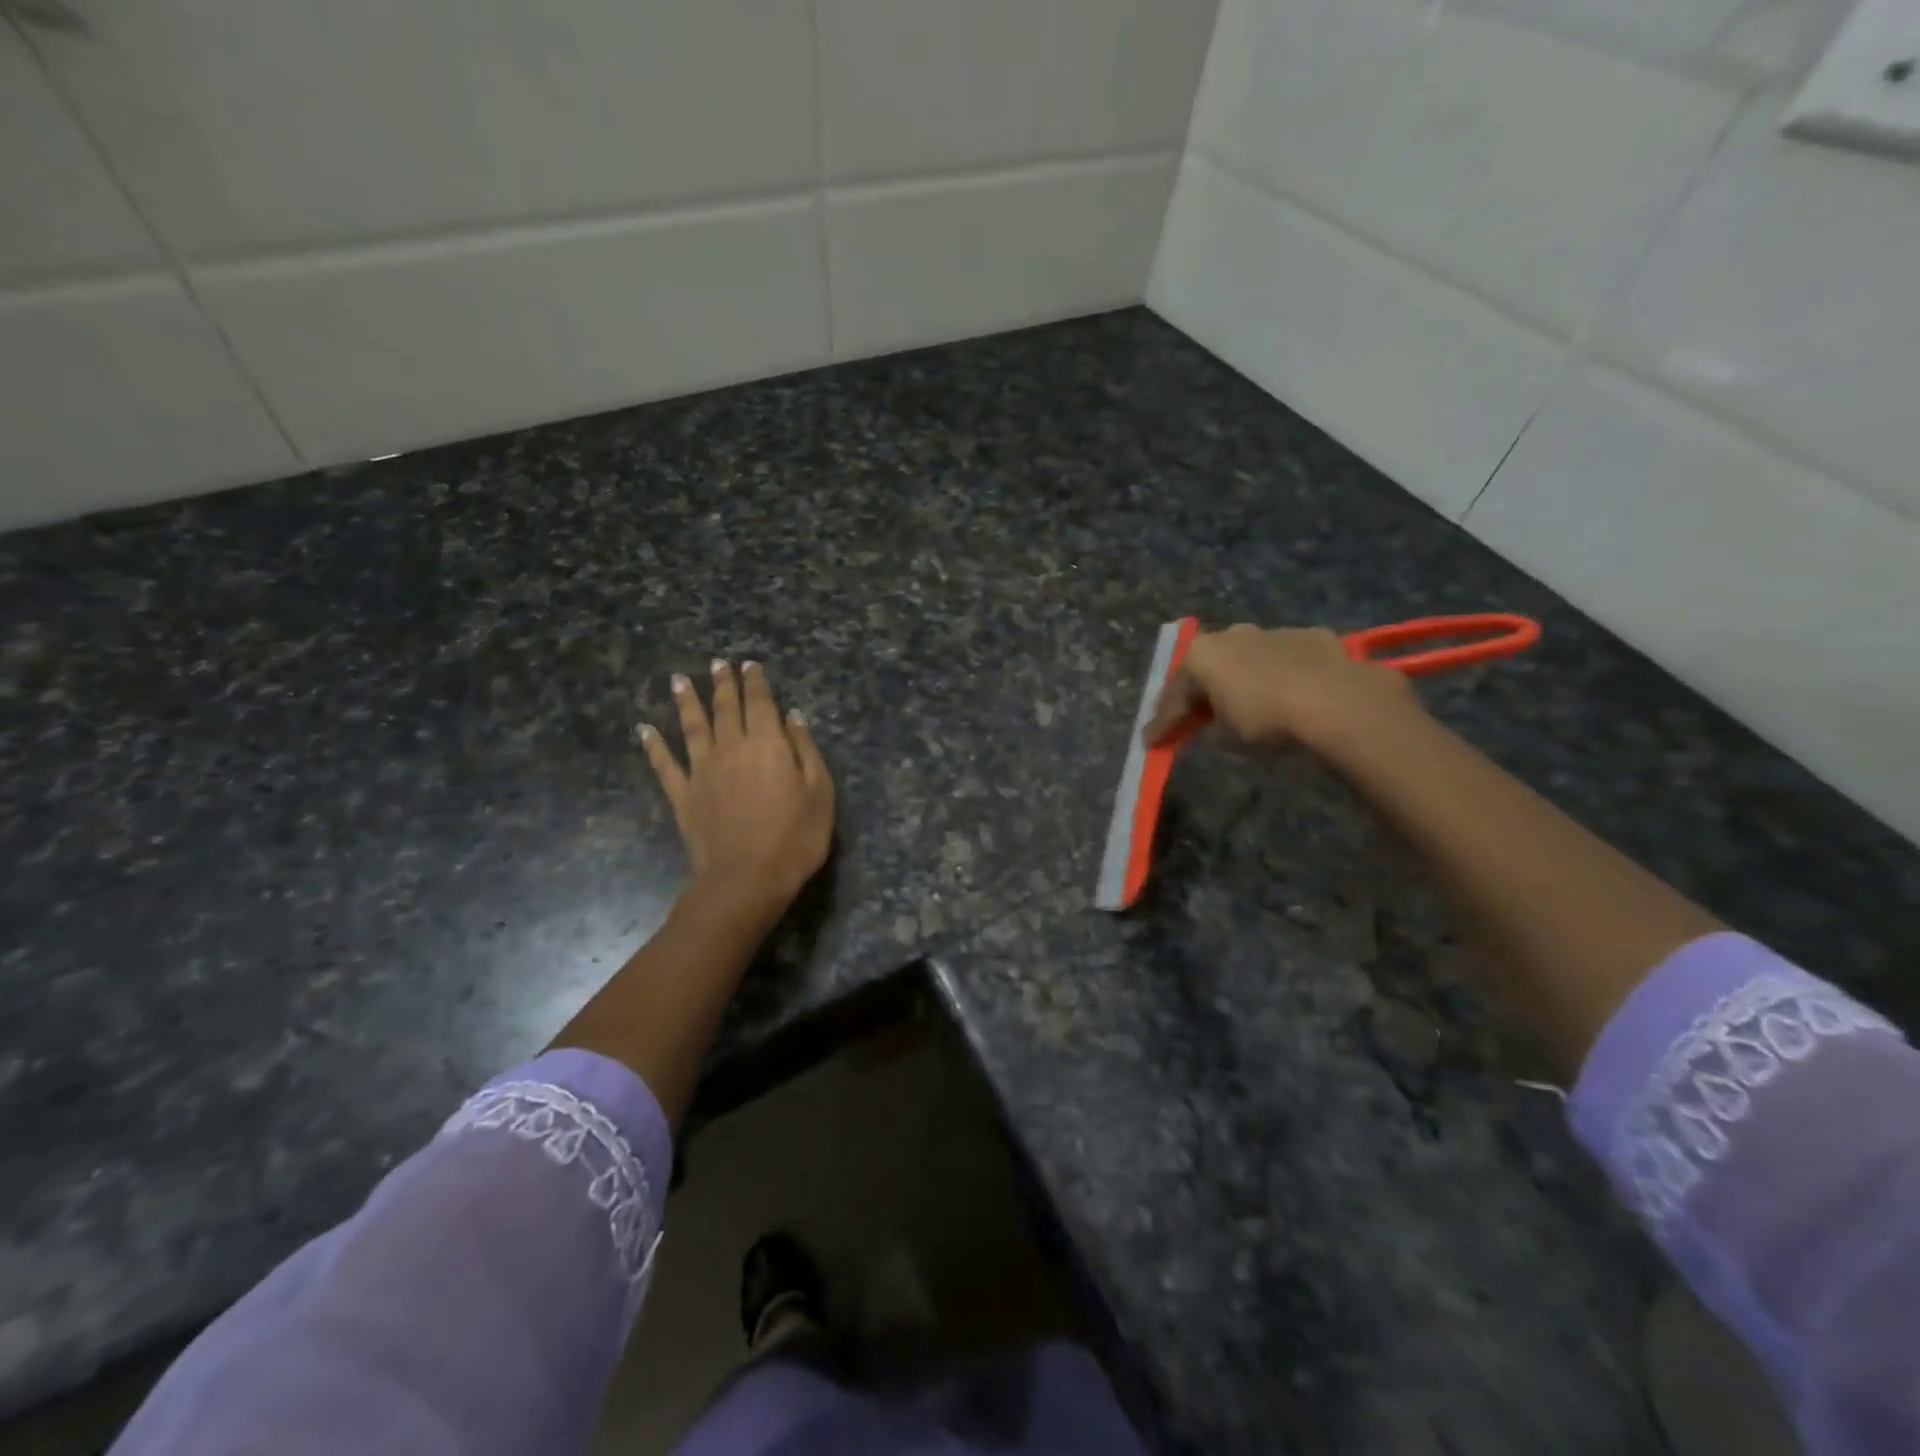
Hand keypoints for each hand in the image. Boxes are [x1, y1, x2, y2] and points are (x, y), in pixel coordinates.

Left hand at [641, 660, 834, 915]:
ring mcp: (702, 771)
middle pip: (725, 708)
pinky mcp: (683, 796)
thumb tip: (793, 717)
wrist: (747, 879)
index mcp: (767, 744)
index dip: (755, 682)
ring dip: (686, 701)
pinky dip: (654, 746)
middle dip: (722, 683)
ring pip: (692, 727)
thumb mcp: (819, 792)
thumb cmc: (795, 837)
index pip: (760, 703)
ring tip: (679, 680)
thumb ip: (805, 750)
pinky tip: (644, 730)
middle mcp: (731, 748)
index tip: (748, 664)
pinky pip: (665, 765)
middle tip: (717, 663)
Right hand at [1144, 624, 1420, 755]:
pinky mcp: (1315, 637)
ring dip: (1244, 680)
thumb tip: (1215, 726)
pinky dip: (1282, 677)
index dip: (1163, 722)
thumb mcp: (1226, 738)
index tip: (1152, 742)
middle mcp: (1233, 634)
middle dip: (1202, 692)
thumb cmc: (1266, 721)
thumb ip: (1211, 729)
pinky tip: (1291, 697)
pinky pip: (1287, 661)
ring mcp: (1276, 631)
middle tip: (1196, 718)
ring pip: (1249, 659)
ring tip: (1248, 706)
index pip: (1174, 694)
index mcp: (1202, 654)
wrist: (1339, 704)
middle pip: (1210, 668)